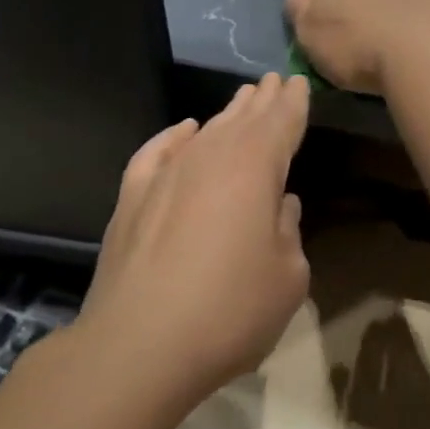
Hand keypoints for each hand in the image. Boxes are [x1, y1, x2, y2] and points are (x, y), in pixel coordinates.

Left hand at [77, 74, 310, 416]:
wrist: (136, 348)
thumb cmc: (228, 310)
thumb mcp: (287, 277)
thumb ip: (289, 232)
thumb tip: (280, 206)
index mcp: (256, 166)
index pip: (282, 120)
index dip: (293, 100)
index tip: (297, 80)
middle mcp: (211, 156)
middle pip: (244, 118)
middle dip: (262, 99)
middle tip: (273, 80)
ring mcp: (166, 174)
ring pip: (205, 130)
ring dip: (227, 114)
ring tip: (242, 100)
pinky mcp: (132, 198)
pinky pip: (157, 152)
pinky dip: (173, 138)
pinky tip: (183, 131)